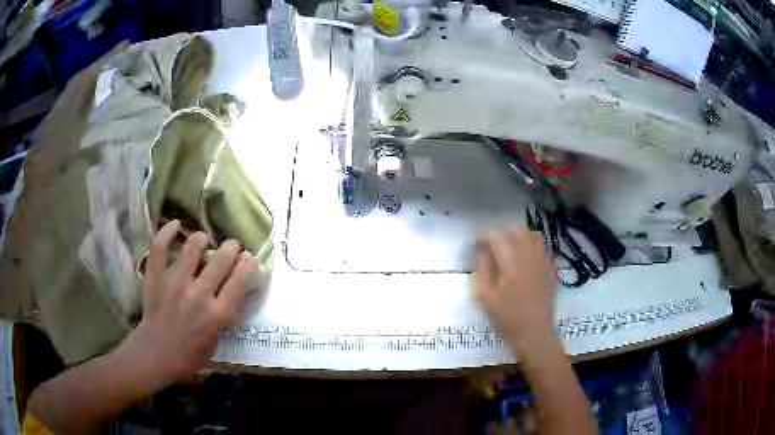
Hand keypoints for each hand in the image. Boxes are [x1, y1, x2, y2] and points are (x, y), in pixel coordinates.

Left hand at [119, 220, 255, 384]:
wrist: (156, 354)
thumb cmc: (189, 355)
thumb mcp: (216, 340)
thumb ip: (223, 314)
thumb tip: (227, 289)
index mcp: (217, 315)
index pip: (240, 280)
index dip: (248, 264)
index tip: (249, 258)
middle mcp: (199, 295)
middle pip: (221, 260)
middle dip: (231, 248)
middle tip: (231, 247)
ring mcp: (175, 283)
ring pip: (193, 248)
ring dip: (203, 238)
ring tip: (204, 239)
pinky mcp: (156, 278)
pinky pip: (160, 248)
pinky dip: (166, 232)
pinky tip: (175, 224)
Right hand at [474, 226, 557, 349]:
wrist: (534, 333)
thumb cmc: (507, 317)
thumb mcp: (486, 296)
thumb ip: (482, 268)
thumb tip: (481, 248)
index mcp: (511, 263)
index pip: (497, 236)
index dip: (485, 236)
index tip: (478, 243)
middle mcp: (529, 257)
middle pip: (519, 229)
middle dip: (505, 232)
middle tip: (495, 244)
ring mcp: (543, 262)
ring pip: (534, 236)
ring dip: (521, 236)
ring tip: (512, 248)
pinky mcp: (551, 269)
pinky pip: (544, 248)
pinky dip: (534, 247)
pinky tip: (527, 258)